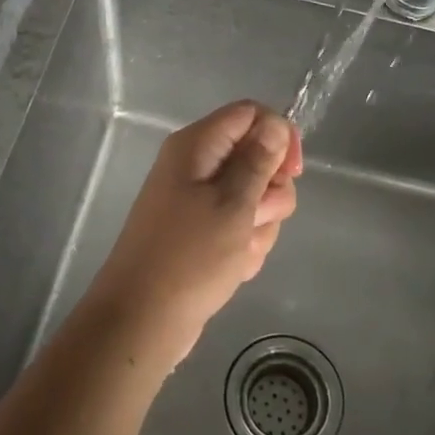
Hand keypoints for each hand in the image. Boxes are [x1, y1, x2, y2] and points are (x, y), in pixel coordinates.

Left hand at [85, 101, 302, 363]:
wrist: (142, 320)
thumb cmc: (189, 257)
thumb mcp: (234, 204)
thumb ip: (258, 161)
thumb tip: (275, 124)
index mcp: (197, 146)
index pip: (250, 114)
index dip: (278, 136)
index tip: (292, 172)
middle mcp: (196, 166)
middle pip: (257, 158)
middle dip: (270, 193)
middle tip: (254, 218)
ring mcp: (198, 201)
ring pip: (255, 198)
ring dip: (260, 226)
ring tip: (239, 251)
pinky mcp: (202, 233)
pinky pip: (240, 227)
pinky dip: (245, 246)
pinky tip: (233, 268)